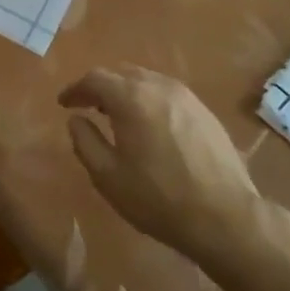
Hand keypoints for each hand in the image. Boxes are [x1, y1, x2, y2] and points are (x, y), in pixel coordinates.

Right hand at [60, 67, 264, 265]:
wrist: (225, 217)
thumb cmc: (159, 199)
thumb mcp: (108, 177)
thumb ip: (85, 142)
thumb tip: (75, 119)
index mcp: (131, 98)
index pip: (94, 79)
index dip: (75, 89)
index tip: (64, 104)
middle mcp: (158, 86)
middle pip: (121, 73)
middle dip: (100, 87)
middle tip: (88, 107)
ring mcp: (186, 96)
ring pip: (146, 80)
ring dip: (126, 91)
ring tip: (117, 115)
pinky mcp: (204, 111)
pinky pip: (167, 93)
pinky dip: (148, 100)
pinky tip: (149, 125)